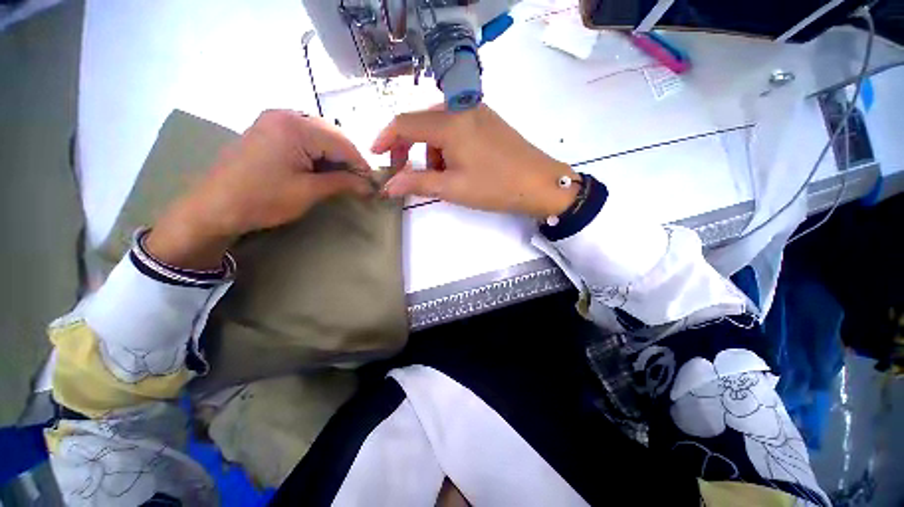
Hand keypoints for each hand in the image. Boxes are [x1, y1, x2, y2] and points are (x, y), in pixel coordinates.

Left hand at [147, 110, 372, 268]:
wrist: (214, 207)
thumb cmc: (263, 199)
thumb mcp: (309, 192)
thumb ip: (343, 183)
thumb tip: (370, 186)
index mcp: (295, 126)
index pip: (342, 143)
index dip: (361, 164)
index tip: (372, 184)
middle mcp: (285, 114)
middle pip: (331, 135)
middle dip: (348, 159)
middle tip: (359, 182)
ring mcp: (274, 120)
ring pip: (319, 135)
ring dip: (334, 156)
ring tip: (343, 178)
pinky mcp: (268, 129)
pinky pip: (304, 136)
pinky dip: (318, 153)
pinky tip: (322, 168)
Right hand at [372, 104, 578, 217]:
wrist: (540, 184)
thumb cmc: (495, 187)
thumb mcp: (452, 188)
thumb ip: (417, 182)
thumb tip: (388, 186)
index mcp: (450, 122)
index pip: (404, 123)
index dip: (385, 139)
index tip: (377, 156)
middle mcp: (461, 108)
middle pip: (421, 123)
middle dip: (410, 148)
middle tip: (409, 173)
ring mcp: (477, 111)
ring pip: (438, 127)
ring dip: (432, 151)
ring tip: (444, 177)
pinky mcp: (487, 119)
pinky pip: (456, 128)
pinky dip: (448, 147)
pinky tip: (458, 165)